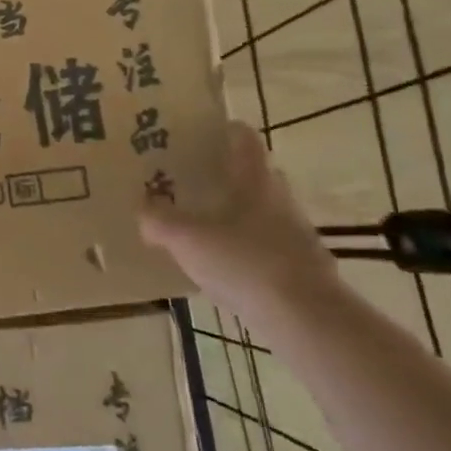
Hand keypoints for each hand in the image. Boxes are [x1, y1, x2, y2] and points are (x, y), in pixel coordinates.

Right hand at [139, 121, 337, 319]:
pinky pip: (267, 246)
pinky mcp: (302, 267)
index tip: (197, 134)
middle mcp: (280, 198)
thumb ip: (159, 220)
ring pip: (260, 211)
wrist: (306, 319)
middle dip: (223, 174)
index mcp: (255, 179)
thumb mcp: (187, 239)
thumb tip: (143, 209)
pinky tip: (223, 268)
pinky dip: (245, 249)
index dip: (222, 130)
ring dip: (234, 214)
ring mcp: (296, 234)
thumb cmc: (245, 262)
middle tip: (188, 180)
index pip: (244, 138)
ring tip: (200, 226)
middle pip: (253, 174)